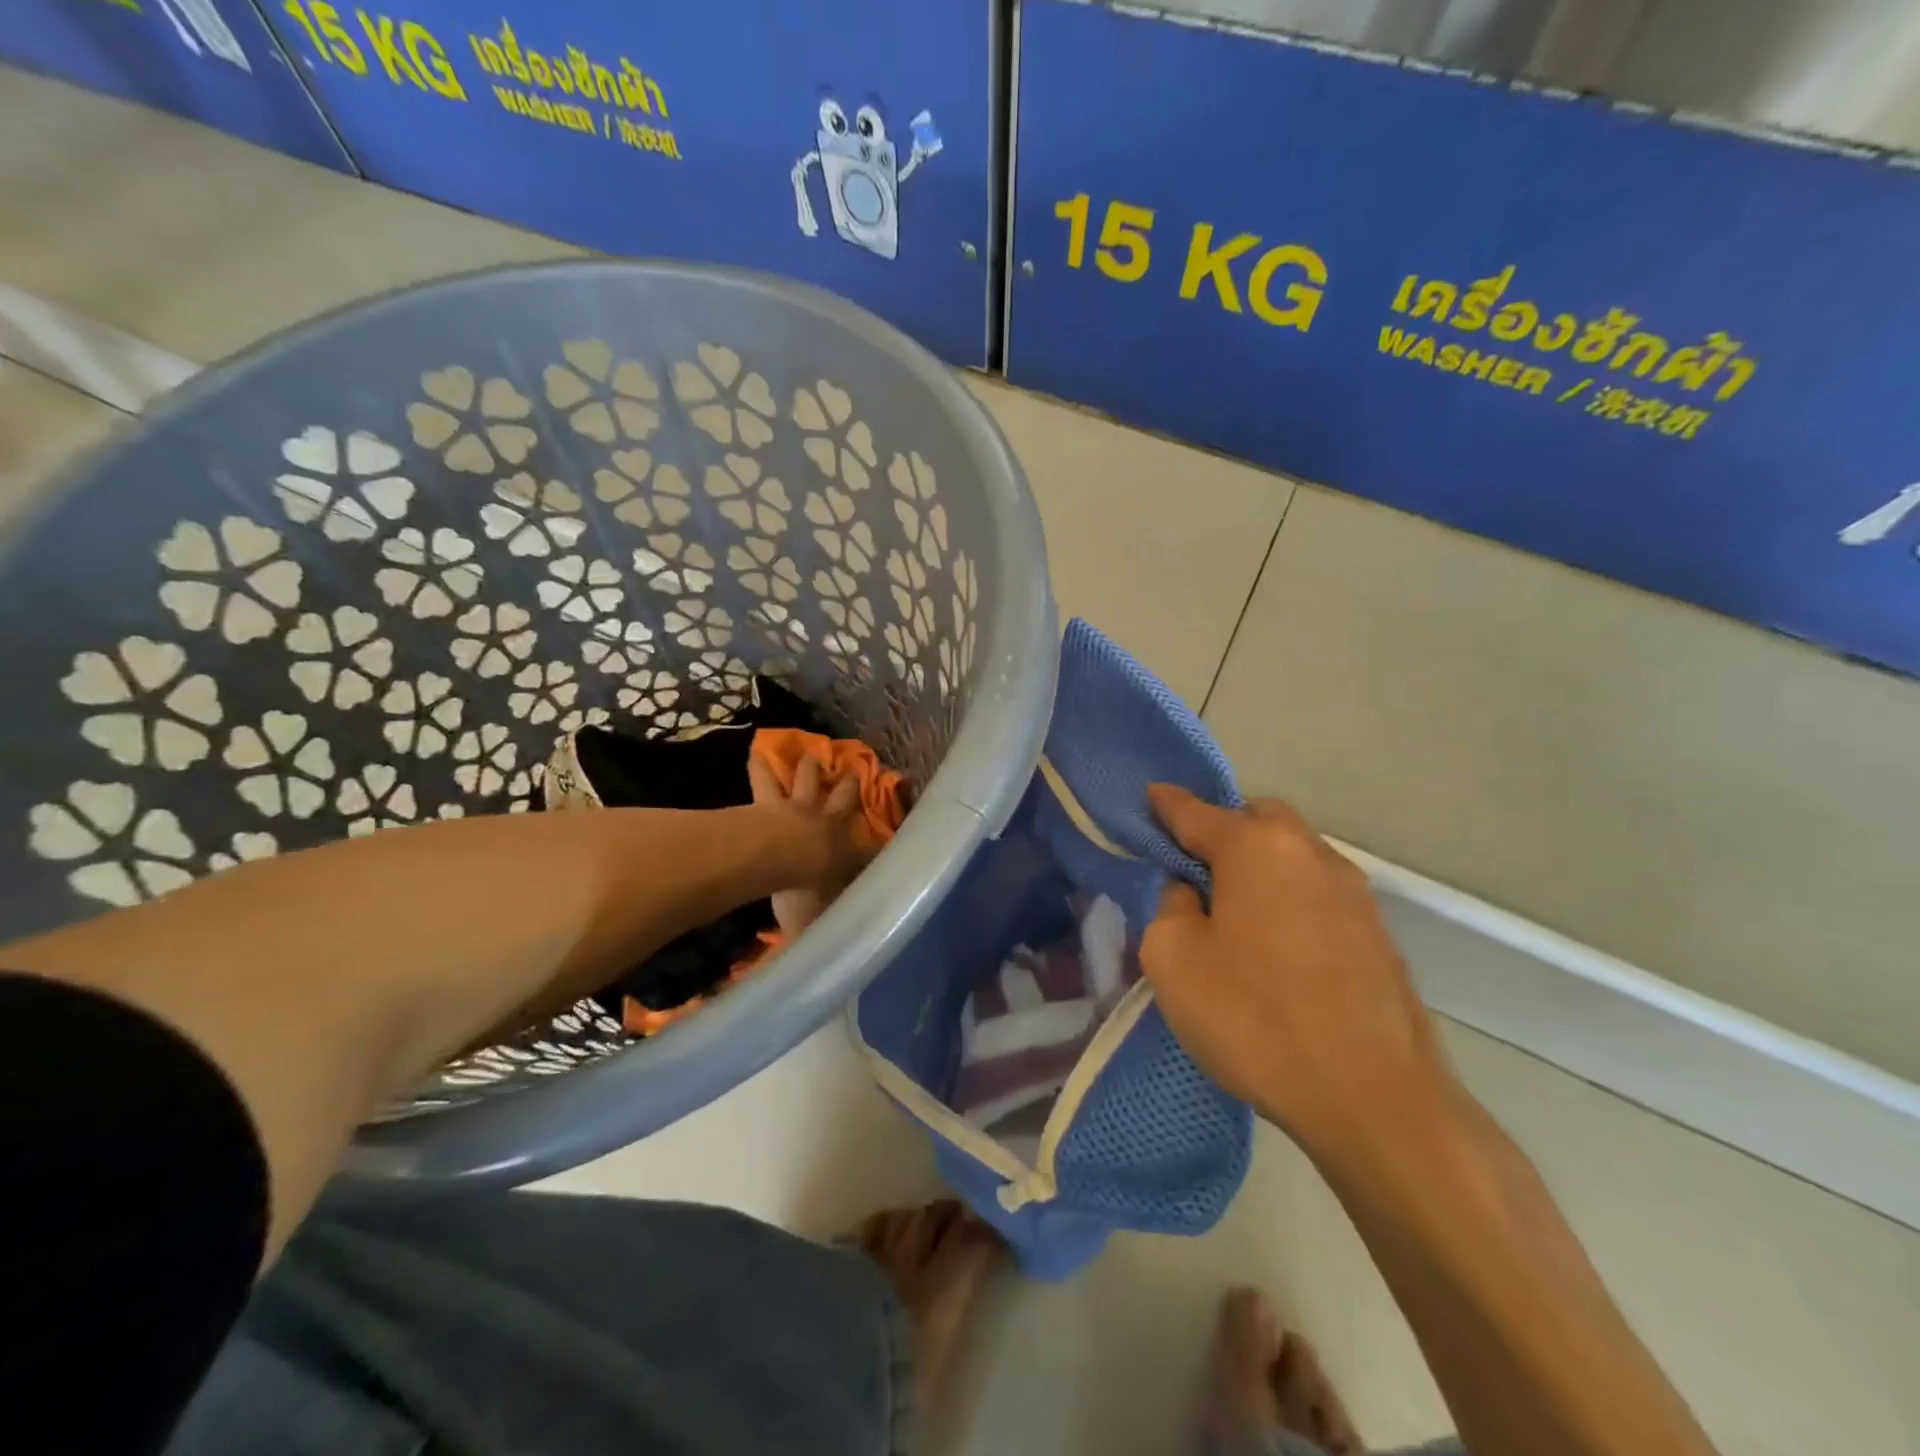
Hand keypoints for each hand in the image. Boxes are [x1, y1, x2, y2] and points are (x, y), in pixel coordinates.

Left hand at [748, 752, 877, 936]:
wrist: (781, 856)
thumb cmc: (807, 889)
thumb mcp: (822, 920)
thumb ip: (824, 932)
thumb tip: (827, 960)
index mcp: (844, 851)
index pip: (867, 851)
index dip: (875, 848)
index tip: (883, 846)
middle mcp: (827, 823)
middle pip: (844, 799)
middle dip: (850, 787)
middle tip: (854, 771)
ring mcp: (799, 808)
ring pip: (807, 781)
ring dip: (809, 768)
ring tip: (810, 755)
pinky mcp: (769, 800)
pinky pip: (764, 779)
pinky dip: (760, 766)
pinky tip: (755, 752)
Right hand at [1141, 785, 1455, 1152]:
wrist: (1376, 1099)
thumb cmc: (1256, 1018)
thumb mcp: (1173, 960)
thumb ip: (1170, 908)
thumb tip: (1192, 894)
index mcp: (1257, 848)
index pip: (1197, 811)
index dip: (1166, 804)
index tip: (1149, 795)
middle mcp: (1310, 853)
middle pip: (1256, 819)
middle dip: (1221, 830)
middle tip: (1191, 868)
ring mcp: (1354, 892)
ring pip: (1292, 854)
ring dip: (1258, 865)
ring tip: (1232, 910)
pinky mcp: (1378, 932)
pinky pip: (1316, 891)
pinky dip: (1287, 897)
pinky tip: (1275, 943)